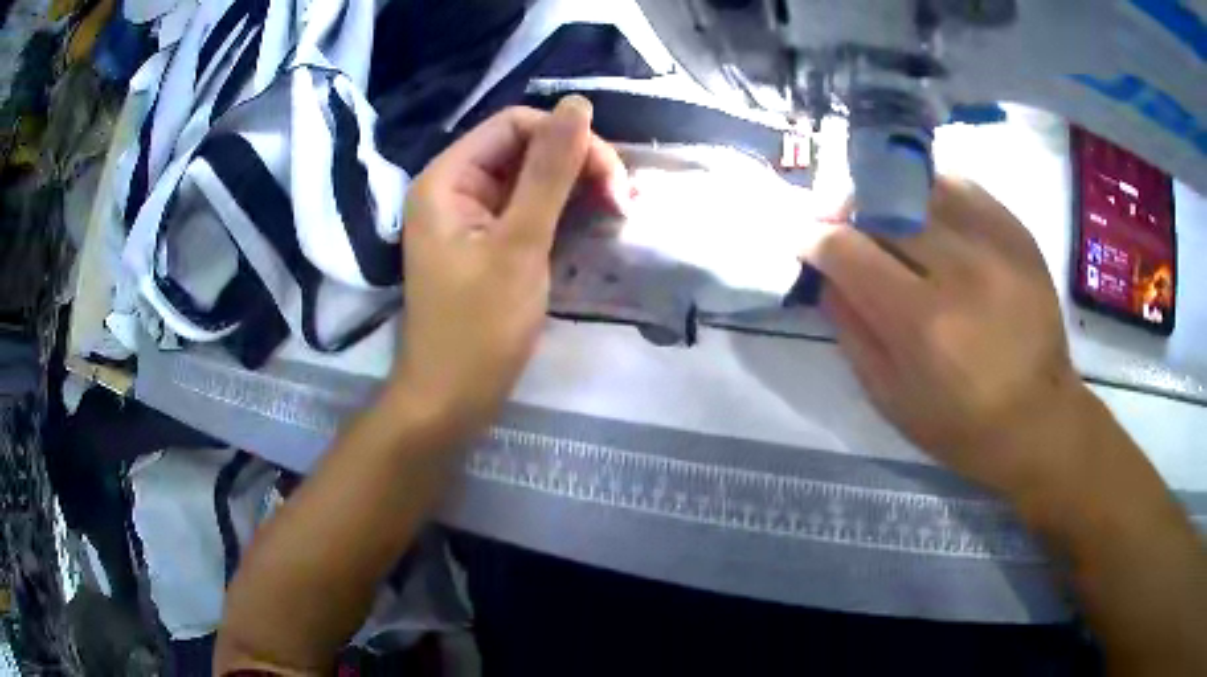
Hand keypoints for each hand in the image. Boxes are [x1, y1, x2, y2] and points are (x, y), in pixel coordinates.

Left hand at [393, 97, 627, 436]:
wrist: (450, 400)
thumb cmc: (479, 329)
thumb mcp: (520, 245)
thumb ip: (550, 171)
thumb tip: (578, 104)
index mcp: (447, 178)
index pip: (516, 125)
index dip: (567, 139)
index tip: (611, 181)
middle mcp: (454, 187)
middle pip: (525, 147)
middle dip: (577, 164)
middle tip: (622, 202)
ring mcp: (470, 216)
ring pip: (531, 178)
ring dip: (576, 187)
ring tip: (618, 212)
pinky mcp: (486, 241)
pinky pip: (528, 208)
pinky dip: (562, 211)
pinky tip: (595, 223)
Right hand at [802, 177, 1090, 496]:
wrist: (1039, 418)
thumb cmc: (961, 425)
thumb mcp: (890, 398)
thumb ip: (851, 330)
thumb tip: (825, 274)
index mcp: (923, 323)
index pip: (847, 250)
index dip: (814, 239)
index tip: (806, 242)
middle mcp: (960, 270)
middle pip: (882, 205)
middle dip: (846, 209)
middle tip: (840, 224)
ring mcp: (994, 243)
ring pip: (920, 185)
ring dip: (888, 195)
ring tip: (883, 215)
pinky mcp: (1017, 232)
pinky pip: (961, 186)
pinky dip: (932, 191)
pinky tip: (927, 213)